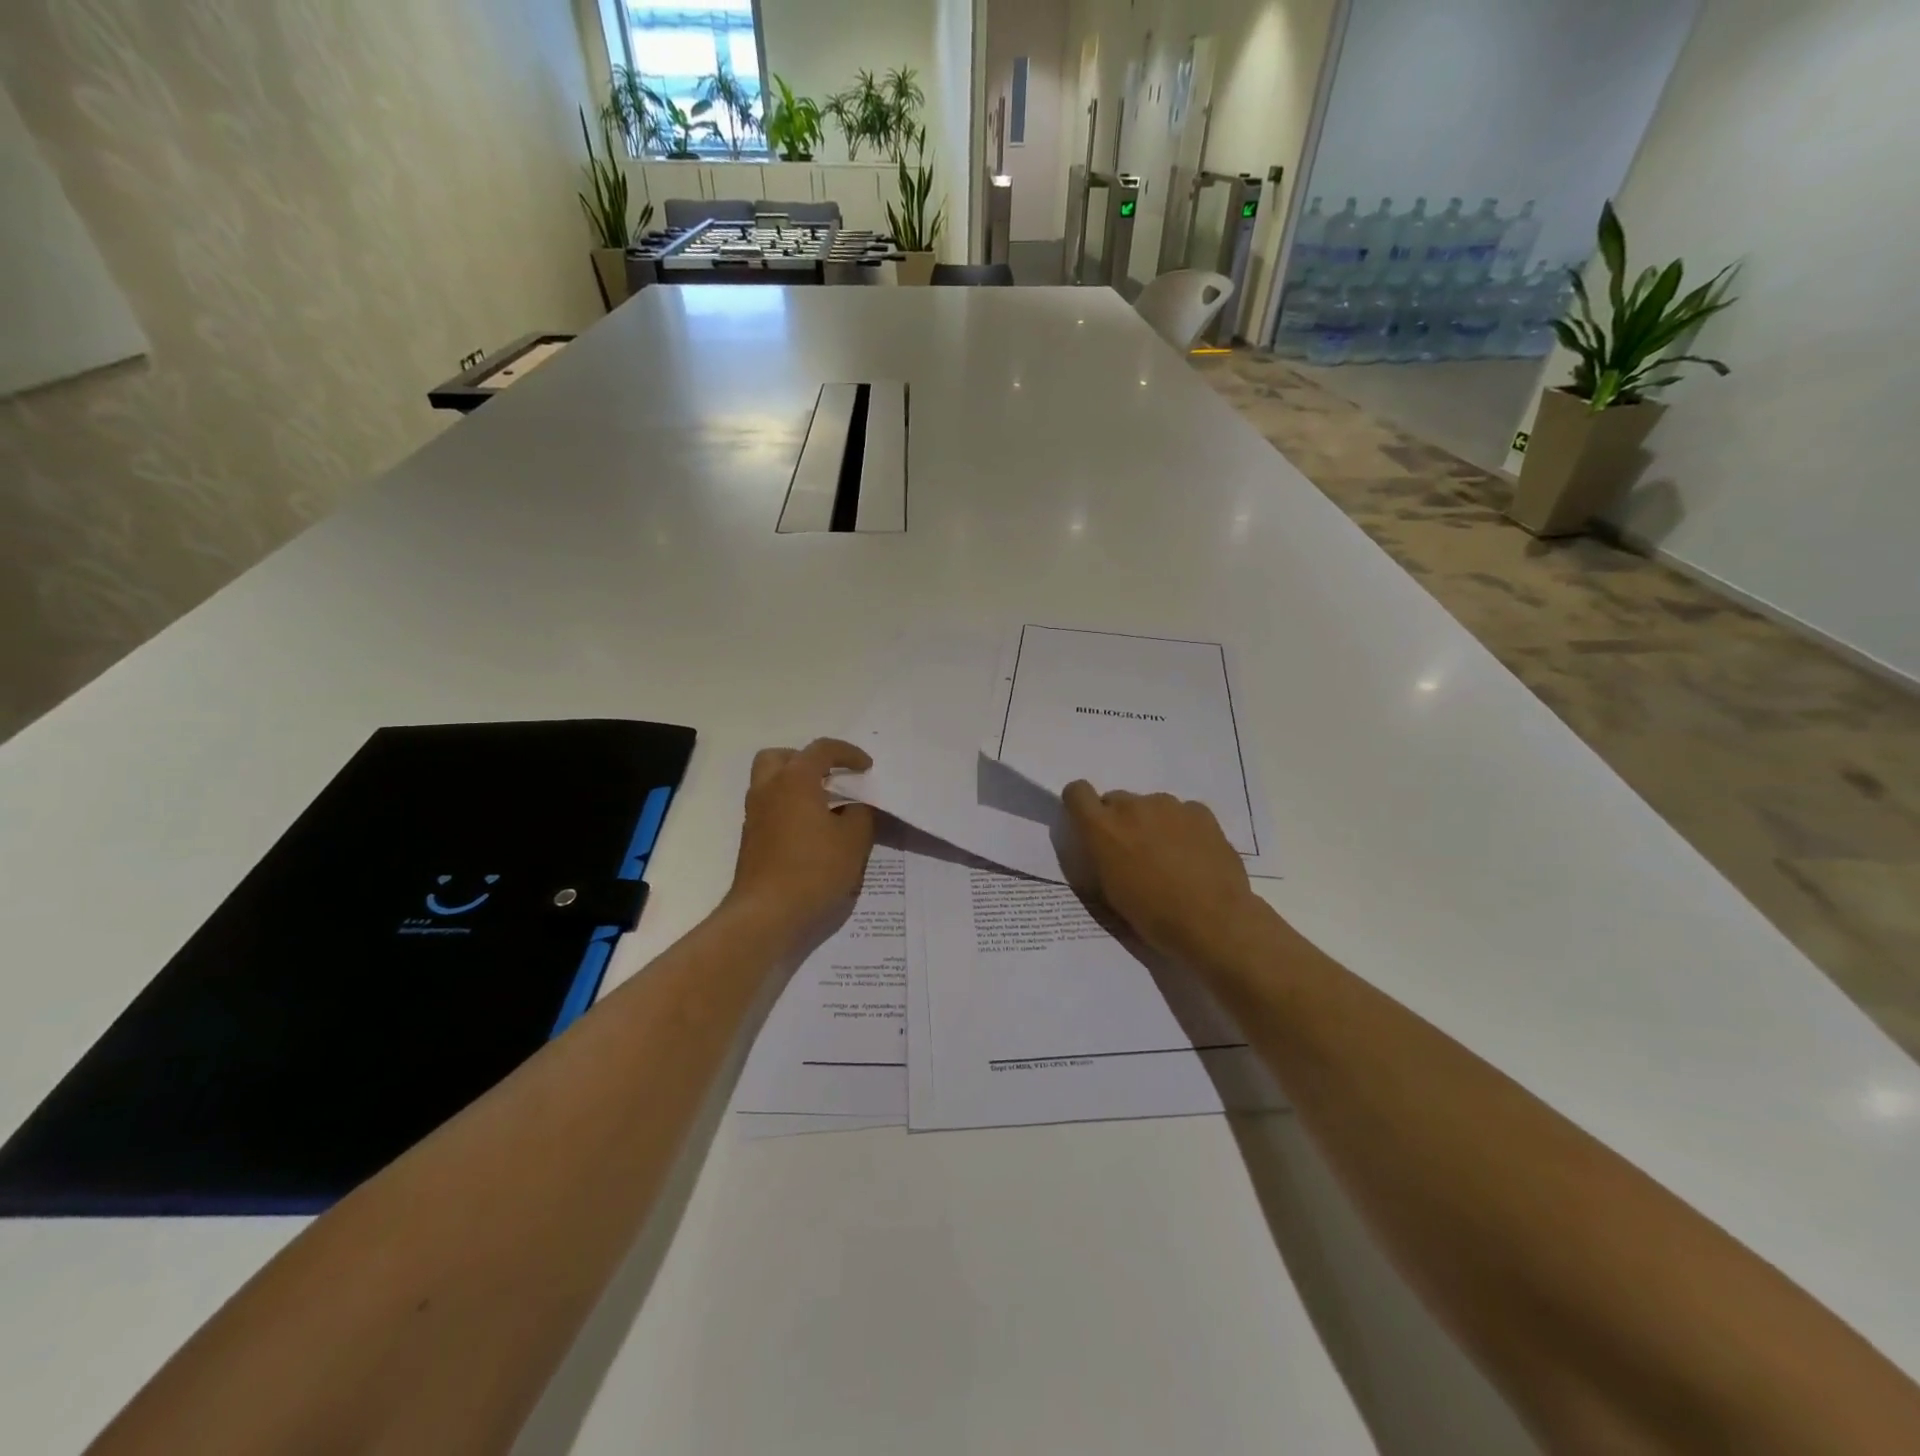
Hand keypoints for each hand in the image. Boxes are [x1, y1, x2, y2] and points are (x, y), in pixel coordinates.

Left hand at [728, 739, 876, 934]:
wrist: (767, 914)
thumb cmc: (814, 870)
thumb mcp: (854, 841)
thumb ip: (860, 814)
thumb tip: (854, 807)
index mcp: (795, 780)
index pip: (821, 749)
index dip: (847, 753)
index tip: (866, 768)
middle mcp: (769, 790)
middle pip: (781, 757)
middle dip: (807, 760)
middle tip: (831, 777)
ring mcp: (755, 815)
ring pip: (771, 782)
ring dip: (796, 785)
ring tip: (825, 805)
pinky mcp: (751, 839)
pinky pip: (770, 807)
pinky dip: (789, 807)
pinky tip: (812, 831)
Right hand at [1060, 782, 1262, 964]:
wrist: (1213, 922)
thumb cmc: (1153, 915)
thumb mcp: (1109, 891)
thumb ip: (1101, 856)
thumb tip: (1103, 845)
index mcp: (1103, 828)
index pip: (1077, 792)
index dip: (1081, 805)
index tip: (1090, 825)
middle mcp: (1132, 806)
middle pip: (1116, 801)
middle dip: (1120, 822)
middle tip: (1135, 854)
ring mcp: (1169, 805)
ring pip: (1150, 806)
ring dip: (1152, 824)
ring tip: (1170, 858)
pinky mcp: (1199, 811)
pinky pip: (1181, 813)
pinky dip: (1182, 828)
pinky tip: (1194, 856)